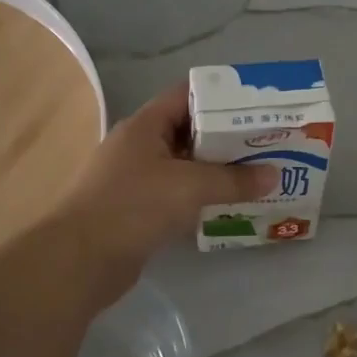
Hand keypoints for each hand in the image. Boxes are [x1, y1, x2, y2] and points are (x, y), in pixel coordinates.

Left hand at [48, 84, 276, 306]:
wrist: (80, 260)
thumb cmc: (134, 207)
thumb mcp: (191, 186)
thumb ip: (234, 180)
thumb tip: (275, 175)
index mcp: (145, 126)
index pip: (186, 96)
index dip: (222, 97)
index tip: (257, 106)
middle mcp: (139, 146)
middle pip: (189, 131)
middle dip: (227, 138)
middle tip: (267, 143)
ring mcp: (136, 179)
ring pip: (185, 166)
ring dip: (217, 171)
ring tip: (257, 174)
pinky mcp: (138, 210)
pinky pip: (178, 195)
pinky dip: (202, 197)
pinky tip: (230, 205)